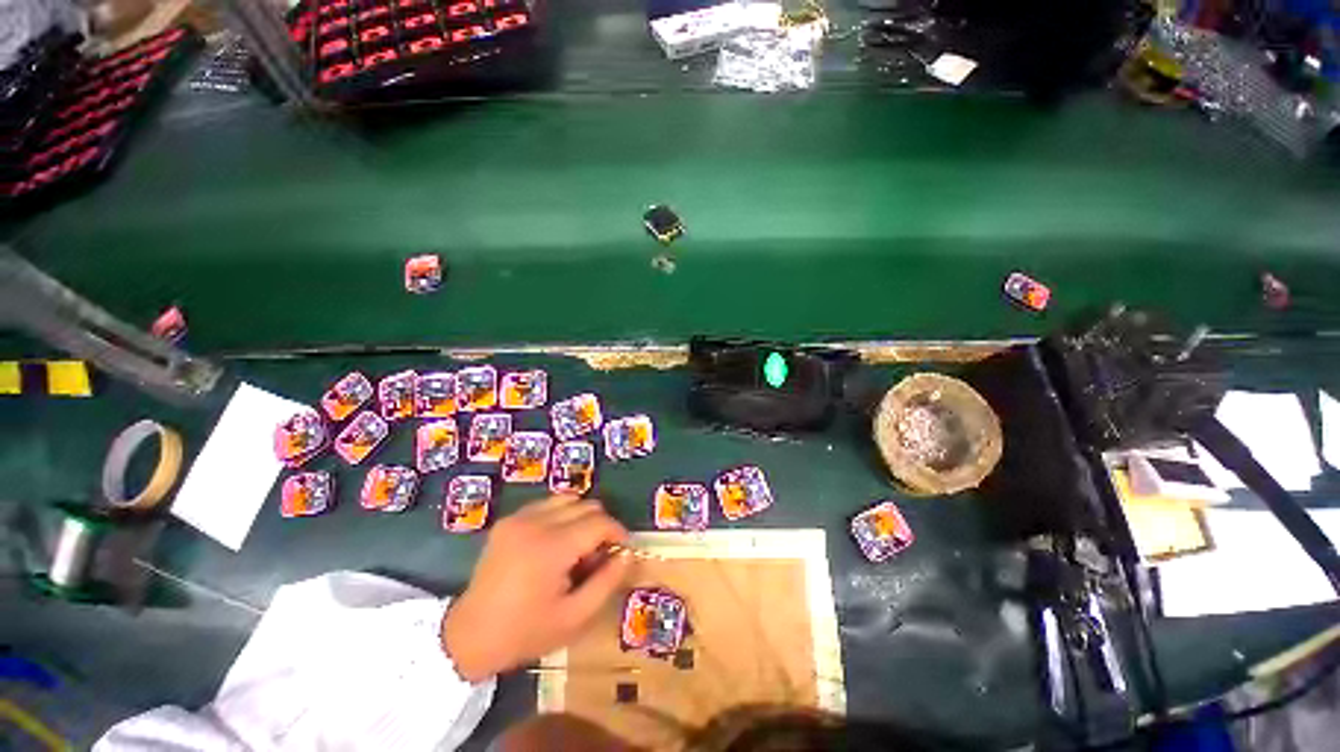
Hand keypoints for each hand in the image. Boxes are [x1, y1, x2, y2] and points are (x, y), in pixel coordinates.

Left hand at [441, 495, 632, 681]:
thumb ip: (607, 582)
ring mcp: (519, 518)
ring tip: (577, 546)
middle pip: (586, 505)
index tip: (622, 550)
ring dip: (581, 517)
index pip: (599, 522)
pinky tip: (555, 542)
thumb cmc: (525, 632)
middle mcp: (536, 523)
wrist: (469, 637)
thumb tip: (628, 554)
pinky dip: (561, 516)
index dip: (618, 532)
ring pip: (568, 499)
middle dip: (600, 526)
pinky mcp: (508, 520)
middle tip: (597, 556)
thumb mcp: (574, 617)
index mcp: (552, 548)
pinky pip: (547, 505)